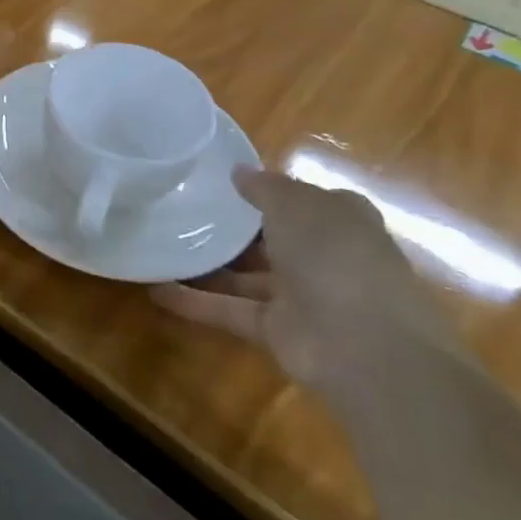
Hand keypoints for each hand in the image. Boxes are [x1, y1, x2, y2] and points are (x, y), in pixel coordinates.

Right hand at [153, 167, 462, 396]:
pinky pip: (229, 309)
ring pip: (246, 274)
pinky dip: (194, 301)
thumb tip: (238, 172)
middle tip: (182, 207)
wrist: (365, 348)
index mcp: (341, 221)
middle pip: (273, 237)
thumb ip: (264, 187)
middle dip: (234, 226)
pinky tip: (155, 288)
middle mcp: (324, 256)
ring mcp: (301, 295)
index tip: (223, 180)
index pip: (304, 198)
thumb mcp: (296, 205)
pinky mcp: (276, 329)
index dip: (269, 188)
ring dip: (208, 264)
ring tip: (160, 243)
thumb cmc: (336, 257)